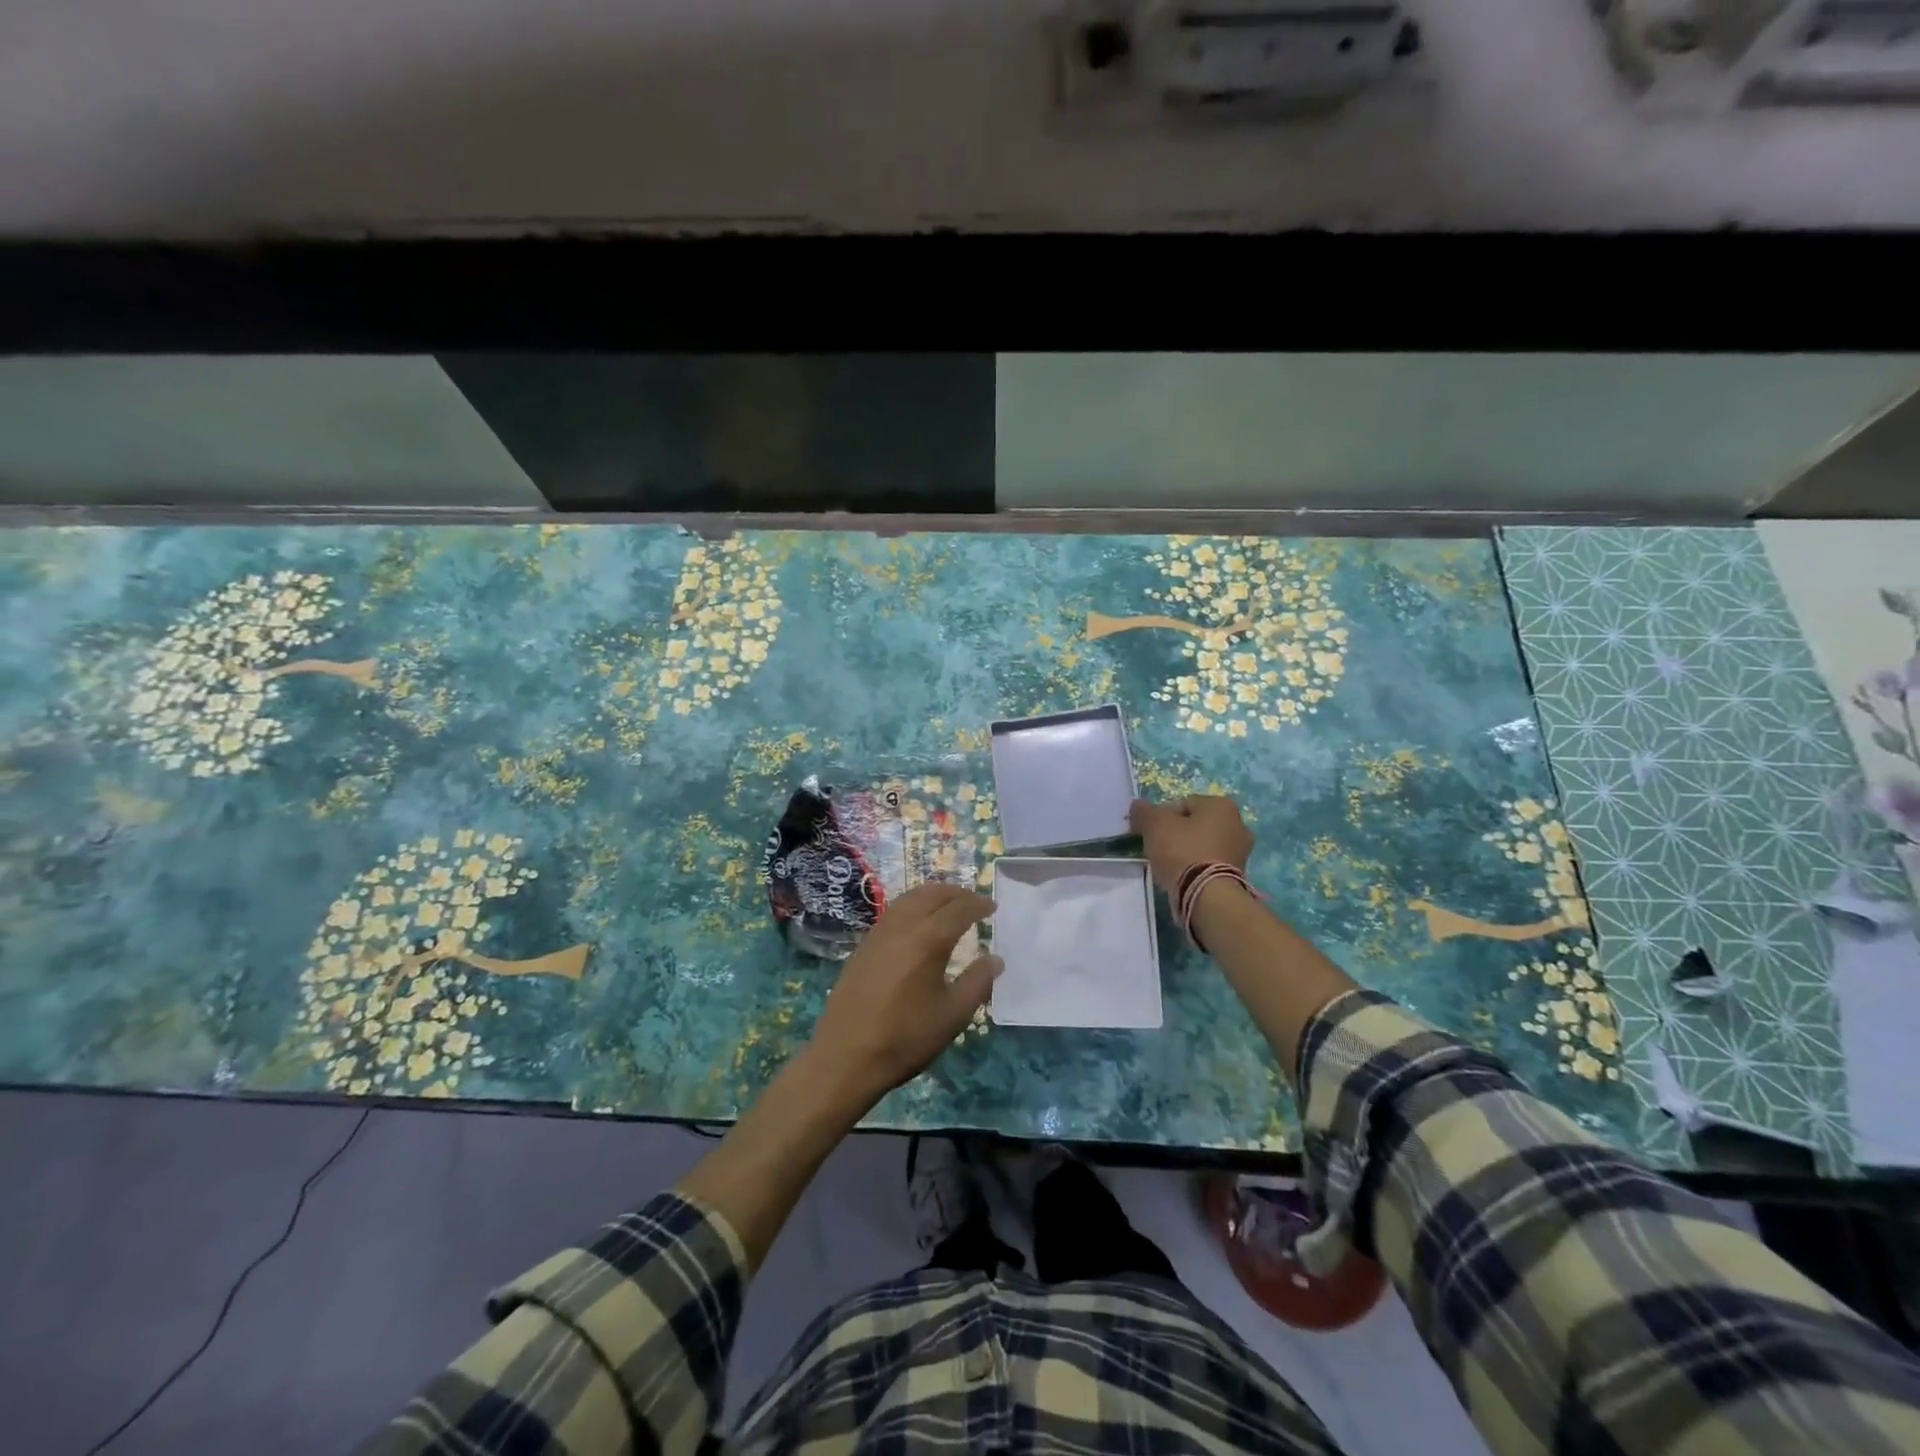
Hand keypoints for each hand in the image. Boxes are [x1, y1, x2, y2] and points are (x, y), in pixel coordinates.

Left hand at [804, 883, 1000, 1103]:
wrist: (846, 1056)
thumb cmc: (906, 1037)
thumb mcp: (952, 1015)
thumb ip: (978, 983)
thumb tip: (995, 959)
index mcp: (929, 938)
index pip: (959, 908)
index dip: (978, 904)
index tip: (992, 907)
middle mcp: (903, 925)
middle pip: (933, 894)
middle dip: (957, 893)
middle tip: (974, 902)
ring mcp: (879, 932)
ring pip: (910, 898)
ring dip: (933, 895)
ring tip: (948, 906)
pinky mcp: (864, 945)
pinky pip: (894, 912)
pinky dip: (913, 906)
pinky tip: (918, 924)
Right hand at [1129, 795, 1253, 890]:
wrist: (1207, 895)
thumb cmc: (1182, 850)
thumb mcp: (1154, 824)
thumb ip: (1144, 811)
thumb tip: (1138, 806)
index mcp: (1222, 805)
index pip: (1183, 804)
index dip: (1162, 817)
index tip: (1149, 832)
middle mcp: (1238, 824)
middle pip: (1195, 825)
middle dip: (1177, 834)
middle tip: (1158, 848)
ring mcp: (1241, 852)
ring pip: (1203, 845)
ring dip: (1187, 852)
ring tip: (1169, 865)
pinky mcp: (1238, 875)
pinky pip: (1210, 864)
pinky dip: (1197, 868)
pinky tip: (1183, 877)